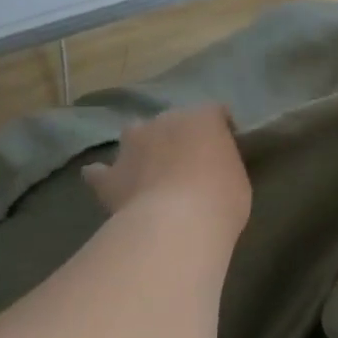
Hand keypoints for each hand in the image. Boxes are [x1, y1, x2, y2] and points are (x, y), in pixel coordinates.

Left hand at [82, 104, 252, 244]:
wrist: (177, 225)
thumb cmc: (221, 200)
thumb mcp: (238, 179)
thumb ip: (223, 166)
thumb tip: (212, 171)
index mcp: (203, 118)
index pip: (215, 112)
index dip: (219, 129)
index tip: (224, 150)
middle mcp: (165, 121)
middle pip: (172, 121)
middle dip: (178, 137)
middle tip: (188, 165)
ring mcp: (132, 145)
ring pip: (133, 135)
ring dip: (140, 148)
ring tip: (149, 170)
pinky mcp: (109, 175)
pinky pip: (100, 172)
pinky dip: (104, 176)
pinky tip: (109, 186)